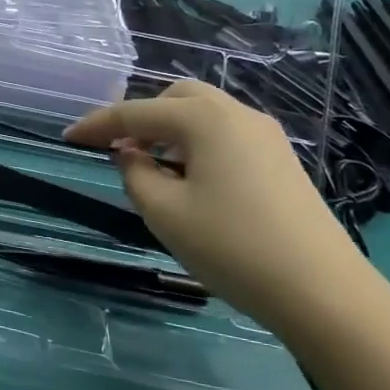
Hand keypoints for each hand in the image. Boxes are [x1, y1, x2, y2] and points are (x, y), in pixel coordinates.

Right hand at [64, 82, 365, 320]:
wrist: (322, 291)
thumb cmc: (232, 246)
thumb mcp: (164, 212)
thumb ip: (135, 174)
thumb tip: (131, 155)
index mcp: (204, 118)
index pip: (136, 113)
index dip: (98, 125)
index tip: (68, 137)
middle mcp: (237, 114)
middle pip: (176, 98)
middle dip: (142, 118)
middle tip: (121, 152)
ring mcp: (265, 136)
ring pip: (204, 116)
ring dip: (170, 133)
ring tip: (154, 173)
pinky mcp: (281, 160)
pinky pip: (225, 136)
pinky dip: (197, 146)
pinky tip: (193, 183)